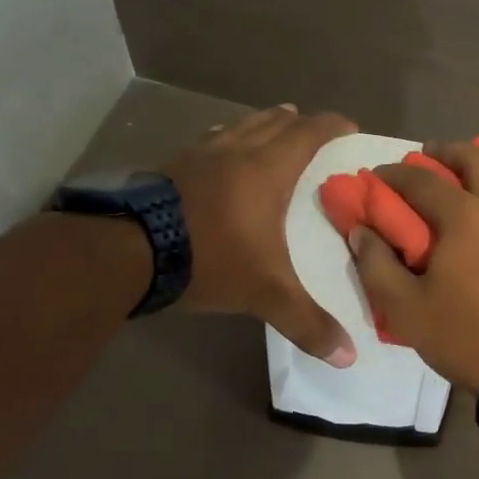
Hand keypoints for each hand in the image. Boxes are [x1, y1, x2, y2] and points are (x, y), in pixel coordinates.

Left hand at [165, 104, 357, 364]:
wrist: (128, 251)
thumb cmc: (211, 259)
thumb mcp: (265, 294)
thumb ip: (307, 322)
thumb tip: (348, 356)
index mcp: (268, 169)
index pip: (309, 134)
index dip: (332, 126)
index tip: (350, 126)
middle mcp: (237, 151)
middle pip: (275, 121)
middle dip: (299, 122)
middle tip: (314, 130)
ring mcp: (200, 154)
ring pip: (240, 126)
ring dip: (262, 124)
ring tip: (274, 128)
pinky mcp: (171, 165)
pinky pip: (210, 141)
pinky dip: (227, 140)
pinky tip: (220, 155)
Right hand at [351, 140, 478, 387]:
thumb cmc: (468, 338)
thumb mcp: (406, 311)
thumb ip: (376, 266)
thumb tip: (361, 231)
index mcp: (465, 217)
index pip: (423, 180)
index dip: (396, 174)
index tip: (380, 176)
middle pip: (477, 158)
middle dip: (447, 151)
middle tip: (429, 157)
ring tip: (476, 165)